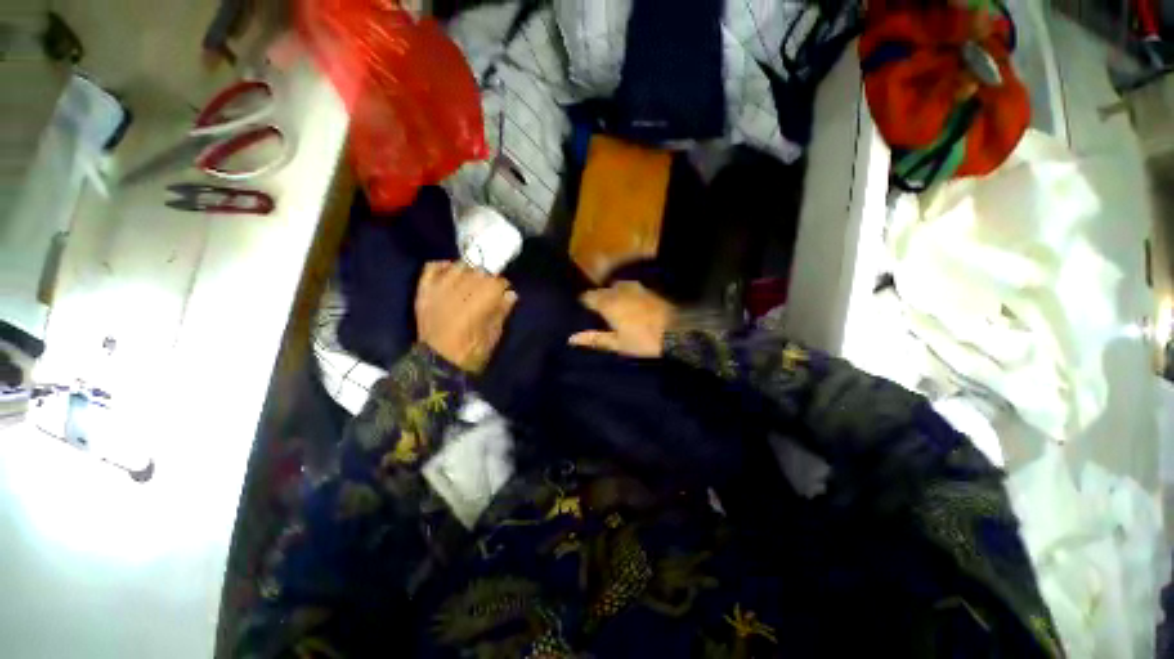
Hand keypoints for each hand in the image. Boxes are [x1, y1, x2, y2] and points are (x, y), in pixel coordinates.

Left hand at [416, 261, 516, 372]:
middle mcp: (459, 291)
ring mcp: (439, 289)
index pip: (496, 282)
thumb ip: (501, 312)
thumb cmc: (471, 353)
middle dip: (487, 278)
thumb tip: (511, 294)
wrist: (437, 364)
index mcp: (478, 304)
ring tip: (472, 281)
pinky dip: (443, 266)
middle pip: (478, 272)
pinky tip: (451, 271)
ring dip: (469, 271)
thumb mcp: (493, 335)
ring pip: (458, 267)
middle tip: (489, 289)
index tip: (505, 294)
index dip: (503, 287)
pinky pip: (432, 268)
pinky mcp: (424, 291)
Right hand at [569, 281, 673, 357]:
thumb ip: (594, 339)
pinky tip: (628, 303)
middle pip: (601, 290)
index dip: (584, 303)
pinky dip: (624, 292)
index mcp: (608, 303)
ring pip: (615, 286)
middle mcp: (618, 290)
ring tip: (612, 307)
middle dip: (597, 298)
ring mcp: (633, 287)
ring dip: (611, 294)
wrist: (676, 331)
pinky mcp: (646, 289)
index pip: (587, 297)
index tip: (584, 312)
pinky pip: (628, 286)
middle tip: (597, 313)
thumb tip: (571, 338)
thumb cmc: (643, 340)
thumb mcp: (617, 344)